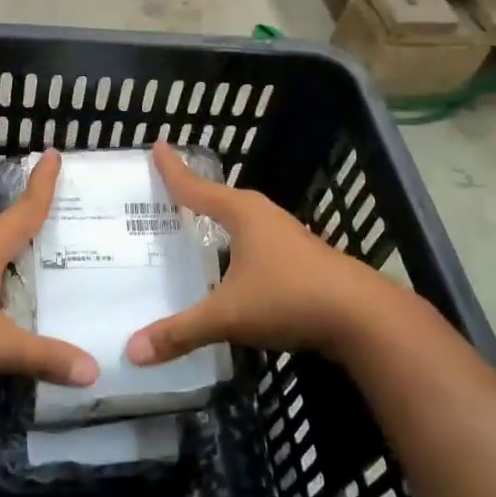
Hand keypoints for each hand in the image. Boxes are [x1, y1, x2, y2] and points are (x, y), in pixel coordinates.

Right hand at [127, 142, 397, 367]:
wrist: (364, 317)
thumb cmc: (289, 298)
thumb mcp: (227, 315)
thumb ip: (180, 332)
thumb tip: (131, 351)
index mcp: (242, 213)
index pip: (196, 187)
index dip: (173, 170)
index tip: (157, 145)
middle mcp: (263, 216)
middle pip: (219, 199)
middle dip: (193, 196)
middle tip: (164, 194)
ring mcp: (287, 237)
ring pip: (241, 222)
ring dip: (217, 222)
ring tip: (191, 228)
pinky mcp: (302, 259)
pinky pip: (256, 243)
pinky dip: (236, 246)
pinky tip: (230, 266)